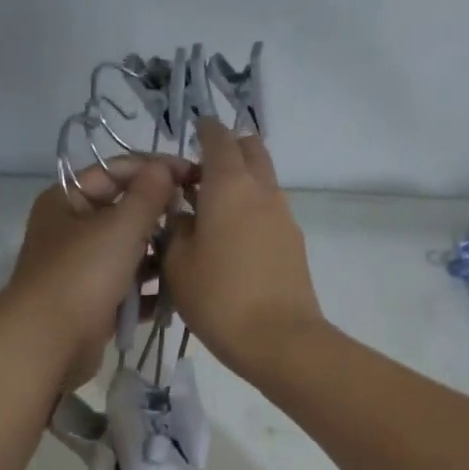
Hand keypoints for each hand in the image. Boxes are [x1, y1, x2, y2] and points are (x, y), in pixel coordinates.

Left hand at [9, 156, 186, 390]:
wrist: (49, 342)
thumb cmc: (82, 274)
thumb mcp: (120, 226)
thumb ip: (148, 195)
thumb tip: (165, 168)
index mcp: (68, 200)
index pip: (115, 171)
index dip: (155, 169)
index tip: (194, 175)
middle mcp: (71, 231)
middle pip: (123, 213)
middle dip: (159, 216)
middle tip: (198, 218)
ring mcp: (81, 269)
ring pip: (128, 253)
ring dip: (158, 256)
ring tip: (192, 256)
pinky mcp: (93, 303)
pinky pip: (128, 288)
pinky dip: (149, 290)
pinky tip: (178, 292)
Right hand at [164, 119, 325, 380]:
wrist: (279, 339)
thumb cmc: (218, 298)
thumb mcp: (177, 264)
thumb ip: (175, 229)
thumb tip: (183, 216)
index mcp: (229, 185)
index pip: (218, 137)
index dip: (204, 130)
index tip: (191, 133)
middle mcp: (262, 190)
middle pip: (250, 149)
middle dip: (228, 150)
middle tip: (199, 175)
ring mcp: (283, 216)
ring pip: (263, 180)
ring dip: (240, 183)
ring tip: (211, 213)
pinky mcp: (293, 243)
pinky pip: (269, 211)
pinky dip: (251, 210)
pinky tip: (232, 241)